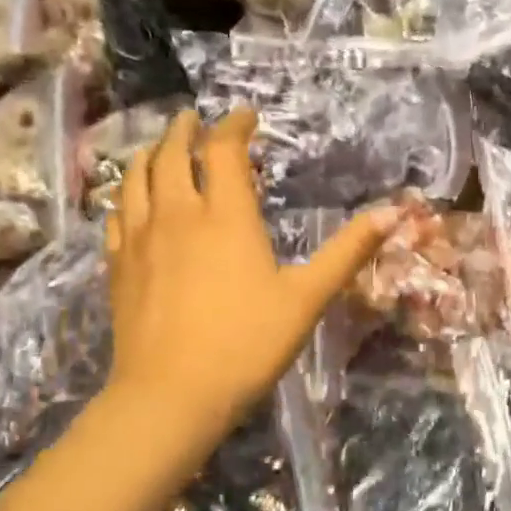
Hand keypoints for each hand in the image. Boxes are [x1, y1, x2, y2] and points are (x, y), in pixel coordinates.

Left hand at [105, 106, 399, 442]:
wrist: (171, 394)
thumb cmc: (246, 344)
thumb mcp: (307, 298)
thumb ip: (348, 252)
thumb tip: (394, 212)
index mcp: (226, 216)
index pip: (224, 150)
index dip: (235, 126)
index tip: (247, 117)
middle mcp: (177, 214)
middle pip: (171, 153)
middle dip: (185, 130)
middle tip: (195, 120)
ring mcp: (140, 239)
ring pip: (136, 178)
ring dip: (149, 154)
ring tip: (159, 148)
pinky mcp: (117, 267)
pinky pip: (116, 215)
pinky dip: (126, 196)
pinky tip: (131, 204)